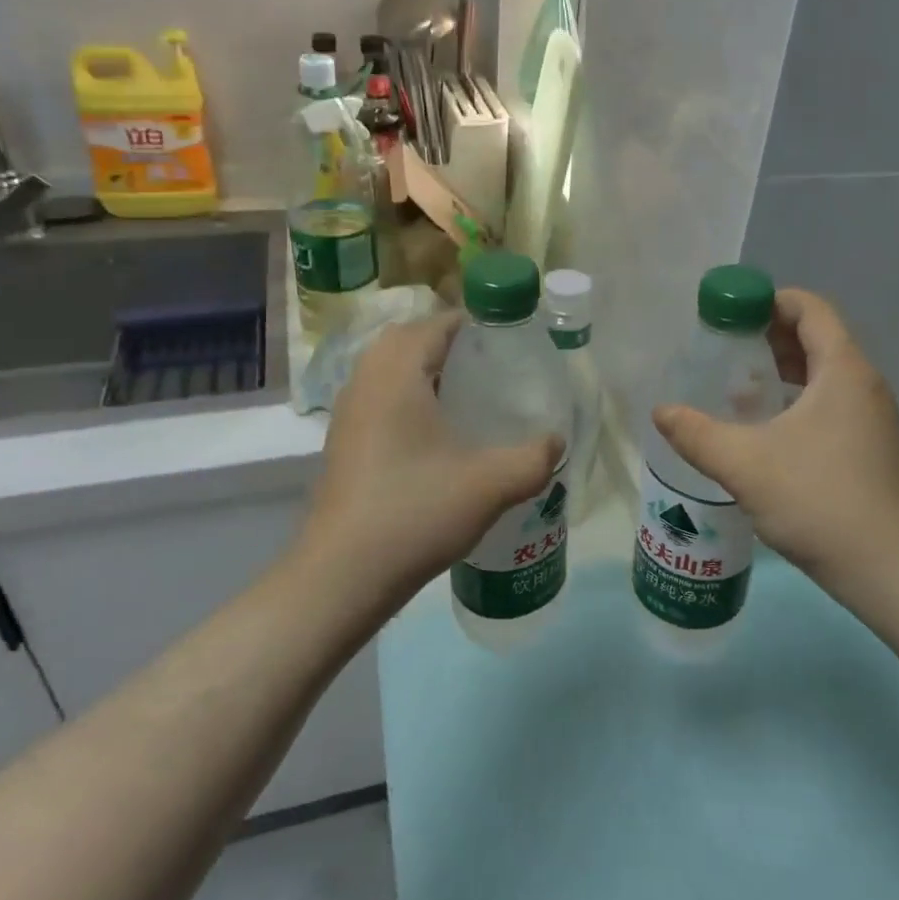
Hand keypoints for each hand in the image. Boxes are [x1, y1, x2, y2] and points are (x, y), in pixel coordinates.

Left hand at [296, 313, 562, 624]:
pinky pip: (377, 397)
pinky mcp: (342, 443)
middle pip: (407, 339)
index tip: (509, 343)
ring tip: (465, 397)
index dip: (474, 325)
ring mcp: (347, 413)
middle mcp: (365, 381)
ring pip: (387, 369)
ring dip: (423, 371)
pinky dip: (405, 398)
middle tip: (487, 368)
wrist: (343, 575)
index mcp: (397, 374)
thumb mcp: (491, 484)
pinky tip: (434, 436)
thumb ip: (533, 458)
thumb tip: (557, 442)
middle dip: (447, 344)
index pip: (436, 324)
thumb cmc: (416, 513)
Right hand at [652, 289, 898, 607]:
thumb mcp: (745, 465)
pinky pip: (831, 404)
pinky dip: (797, 401)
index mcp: (842, 370)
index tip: (728, 314)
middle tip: (724, 349)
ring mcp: (872, 418)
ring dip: (782, 372)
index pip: (809, 308)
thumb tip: (661, 412)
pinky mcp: (871, 448)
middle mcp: (864, 385)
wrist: (893, 571)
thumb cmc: (820, 501)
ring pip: (823, 375)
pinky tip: (766, 431)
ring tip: (738, 387)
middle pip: (816, 338)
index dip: (768, 301)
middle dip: (768, 337)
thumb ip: (697, 434)